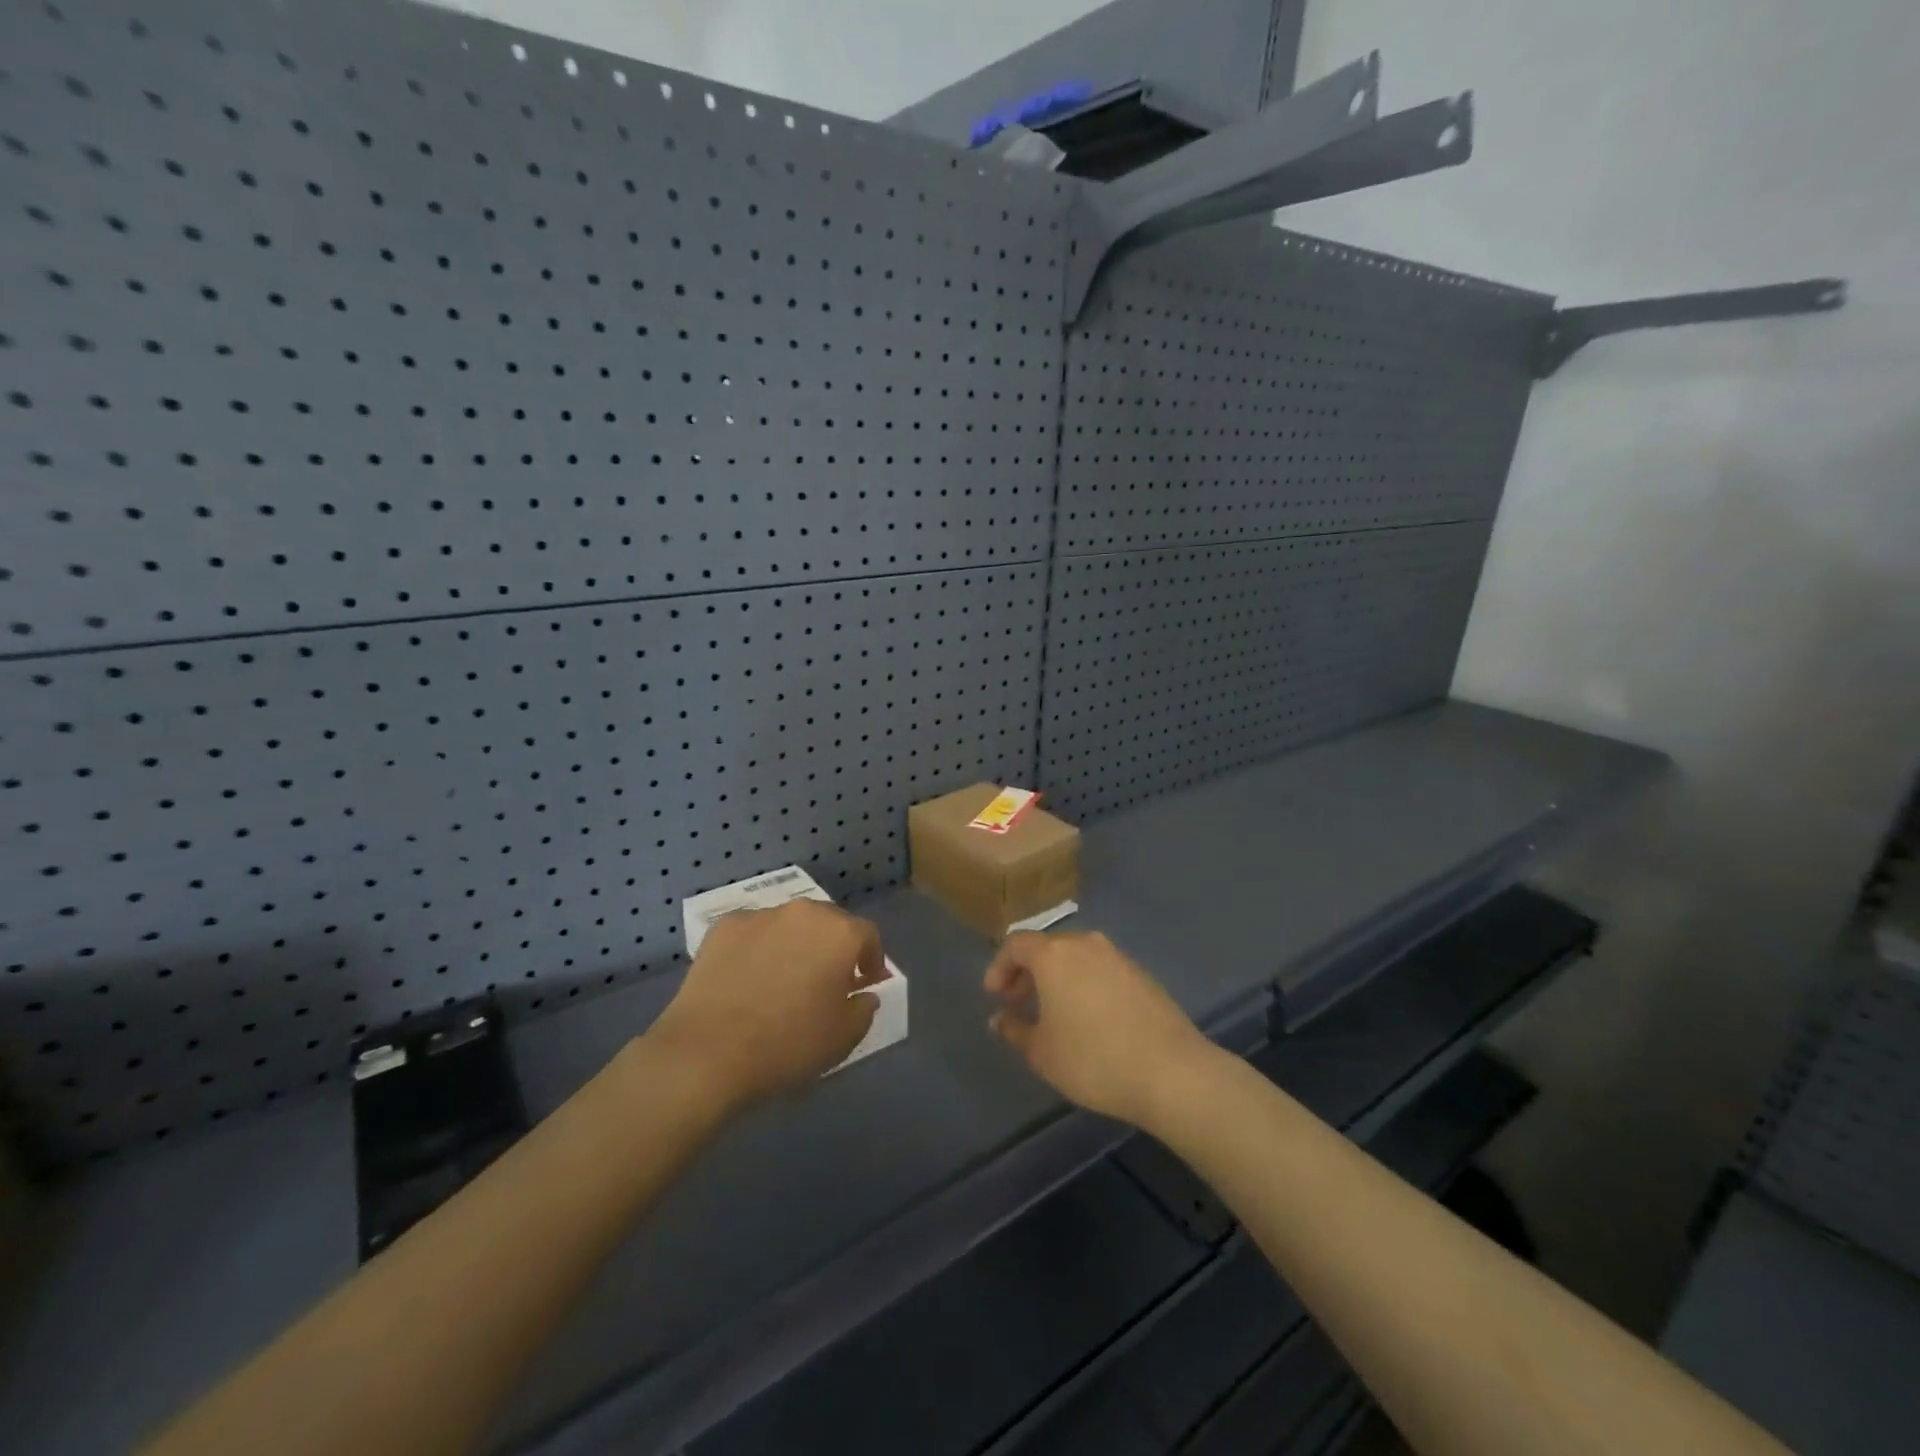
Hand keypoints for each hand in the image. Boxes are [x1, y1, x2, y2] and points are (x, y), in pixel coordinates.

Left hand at [646, 900, 882, 1112]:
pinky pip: (754, 933)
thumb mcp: (843, 1038)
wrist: (707, 1051)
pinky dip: (759, 948)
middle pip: (829, 922)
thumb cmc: (788, 1044)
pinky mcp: (724, 927)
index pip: (867, 935)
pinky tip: (749, 977)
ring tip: (785, 977)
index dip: (872, 959)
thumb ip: (863, 1009)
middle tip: (828, 978)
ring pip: (789, 924)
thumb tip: (863, 994)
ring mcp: (760, 916)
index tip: (867, 982)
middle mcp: (803, 913)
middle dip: (834, 947)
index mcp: (839, 933)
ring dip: (796, 944)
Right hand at [984, 931, 1215, 1126]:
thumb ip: (1015, 1030)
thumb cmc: (1093, 1059)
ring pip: (1076, 957)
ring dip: (1058, 978)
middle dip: (1028, 972)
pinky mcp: (1142, 974)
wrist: (1171, 1071)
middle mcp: (1086, 944)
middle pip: (1047, 947)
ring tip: (1053, 1013)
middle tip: (1018, 1003)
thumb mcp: (1042, 1053)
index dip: (1000, 967)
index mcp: (1055, 955)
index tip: (994, 996)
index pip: (1017, 944)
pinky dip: (1085, 984)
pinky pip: (1101, 970)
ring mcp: (1118, 957)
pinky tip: (1089, 1018)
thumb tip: (999, 1019)